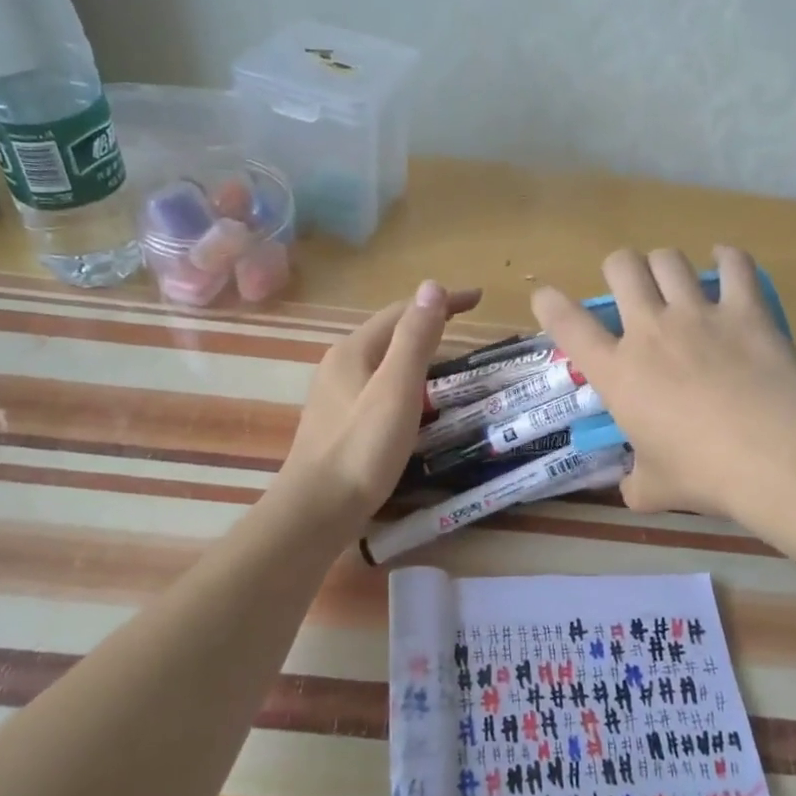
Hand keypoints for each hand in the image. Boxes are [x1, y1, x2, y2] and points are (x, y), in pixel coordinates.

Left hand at [278, 281, 480, 528]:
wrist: (316, 510)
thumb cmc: (361, 448)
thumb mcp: (396, 389)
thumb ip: (415, 338)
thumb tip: (432, 286)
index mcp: (353, 350)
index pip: (402, 311)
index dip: (441, 300)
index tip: (478, 299)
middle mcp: (340, 364)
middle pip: (389, 331)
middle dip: (428, 321)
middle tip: (466, 326)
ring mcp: (335, 394)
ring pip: (382, 360)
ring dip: (416, 350)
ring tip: (448, 358)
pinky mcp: (338, 421)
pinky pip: (378, 385)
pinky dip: (404, 379)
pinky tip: (415, 400)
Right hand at [530, 247, 795, 520]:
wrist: (774, 456)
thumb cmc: (704, 474)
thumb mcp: (655, 489)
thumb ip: (636, 483)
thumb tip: (632, 489)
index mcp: (618, 372)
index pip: (568, 326)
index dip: (550, 304)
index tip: (544, 296)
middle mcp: (651, 331)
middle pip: (622, 267)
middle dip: (618, 267)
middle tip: (629, 285)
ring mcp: (699, 315)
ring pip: (669, 260)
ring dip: (664, 263)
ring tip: (671, 276)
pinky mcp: (746, 311)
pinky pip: (734, 265)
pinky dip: (727, 258)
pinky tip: (725, 261)